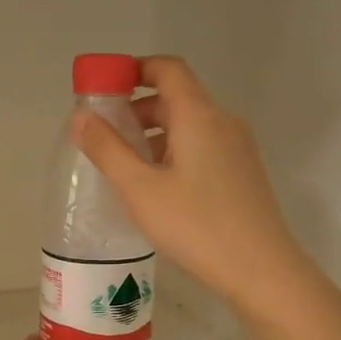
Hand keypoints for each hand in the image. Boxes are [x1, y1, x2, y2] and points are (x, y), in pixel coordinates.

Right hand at [69, 55, 317, 316]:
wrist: (261, 270)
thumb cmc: (196, 225)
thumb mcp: (140, 189)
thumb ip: (107, 149)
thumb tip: (78, 117)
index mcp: (199, 116)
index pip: (168, 69)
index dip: (134, 69)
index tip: (104, 89)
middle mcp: (223, 122)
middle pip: (177, 97)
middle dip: (137, 108)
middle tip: (104, 135)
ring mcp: (237, 148)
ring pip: (189, 125)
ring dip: (154, 134)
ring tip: (125, 166)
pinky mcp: (242, 173)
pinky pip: (202, 146)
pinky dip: (174, 152)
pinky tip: (157, 187)